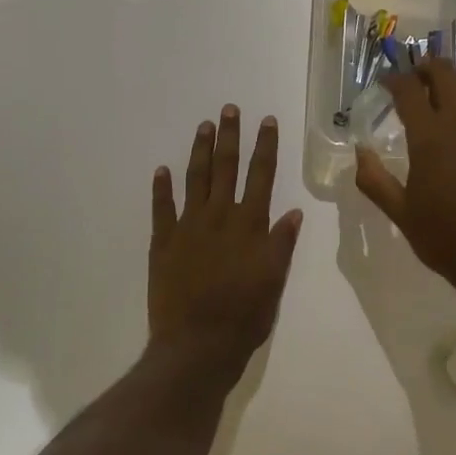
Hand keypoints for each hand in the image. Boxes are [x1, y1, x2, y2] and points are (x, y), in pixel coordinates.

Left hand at [148, 106, 302, 382]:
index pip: (261, 176)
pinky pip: (161, 209)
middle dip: (230, 137)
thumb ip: (282, 243)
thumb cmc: (244, 316)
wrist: (196, 345)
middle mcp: (219, 217)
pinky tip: (162, 170)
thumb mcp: (274, 281)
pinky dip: (162, 188)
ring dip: (200, 151)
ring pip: (195, 180)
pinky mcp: (163, 243)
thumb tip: (293, 211)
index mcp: (249, 225)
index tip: (267, 121)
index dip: (265, 147)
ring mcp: (187, 228)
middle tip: (229, 109)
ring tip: (204, 126)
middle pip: (226, 168)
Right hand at [354, 60, 455, 294]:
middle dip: (427, 68)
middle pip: (446, 75)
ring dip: (453, 83)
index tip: (387, 81)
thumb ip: (374, 179)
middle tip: (414, 77)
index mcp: (430, 138)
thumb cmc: (443, 238)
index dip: (395, 79)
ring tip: (440, 93)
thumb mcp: (399, 212)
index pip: (409, 90)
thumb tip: (359, 151)